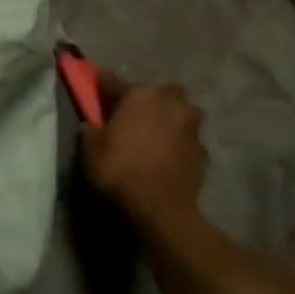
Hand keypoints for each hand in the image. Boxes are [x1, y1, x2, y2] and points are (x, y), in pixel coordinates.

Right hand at [81, 77, 207, 230]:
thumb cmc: (120, 172)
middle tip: (136, 116)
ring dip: (171, 120)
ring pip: (181, 113)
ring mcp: (191, 127)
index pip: (115, 83)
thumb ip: (91, 131)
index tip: (97, 83)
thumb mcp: (91, 151)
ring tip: (157, 137)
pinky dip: (180, 145)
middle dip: (150, 100)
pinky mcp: (203, 152)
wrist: (161, 210)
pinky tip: (169, 158)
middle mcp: (169, 102)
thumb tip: (91, 125)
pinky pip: (188, 140)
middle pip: (160, 92)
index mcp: (139, 95)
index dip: (104, 84)